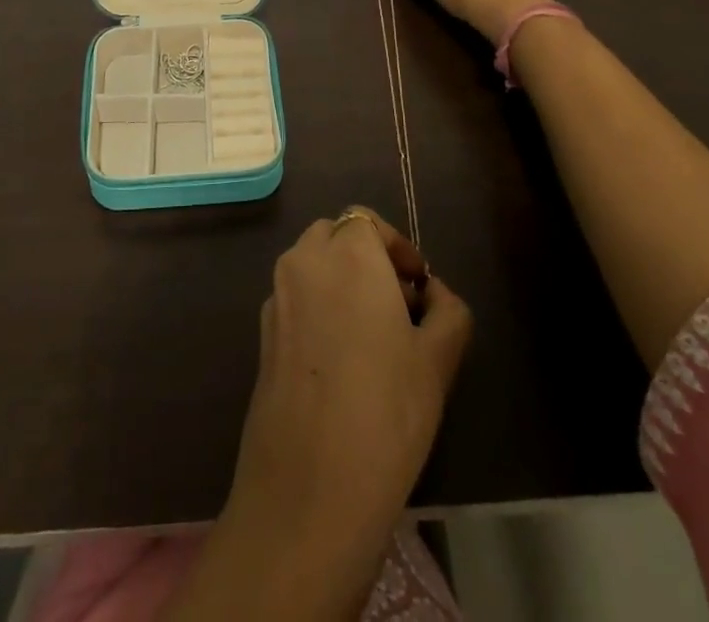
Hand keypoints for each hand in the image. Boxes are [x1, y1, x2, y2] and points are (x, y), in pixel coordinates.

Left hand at [217, 210, 471, 614]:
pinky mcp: (261, 332)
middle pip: (335, 236)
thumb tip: (434, 294)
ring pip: (311, 265)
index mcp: (347, 253)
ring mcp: (276, 295)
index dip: (397, 247)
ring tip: (373, 335)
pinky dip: (317, 307)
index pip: (367, 221)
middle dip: (366, 258)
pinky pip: (295, 298)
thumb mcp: (438, 360)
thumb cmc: (387, 412)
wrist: (308, 487)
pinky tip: (340, 361)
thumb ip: (447, 311)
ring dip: (340, 280)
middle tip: (398, 304)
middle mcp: (304, 261)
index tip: (419, 285)